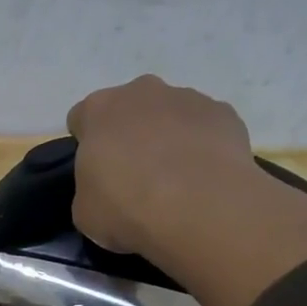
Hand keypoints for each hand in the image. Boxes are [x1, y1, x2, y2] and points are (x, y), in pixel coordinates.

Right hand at [66, 76, 259, 267]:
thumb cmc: (127, 208)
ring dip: (168, 138)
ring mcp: (187, 98)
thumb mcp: (85, 212)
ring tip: (176, 182)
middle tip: (136, 176)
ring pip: (170, 114)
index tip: (96, 173)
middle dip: (130, 134)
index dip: (87, 145)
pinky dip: (202, 147)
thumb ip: (89, 189)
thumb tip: (104, 189)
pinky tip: (204, 179)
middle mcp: (142, 92)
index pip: (82, 118)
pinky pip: (205, 128)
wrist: (199, 208)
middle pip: (129, 108)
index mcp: (99, 110)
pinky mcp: (224, 113)